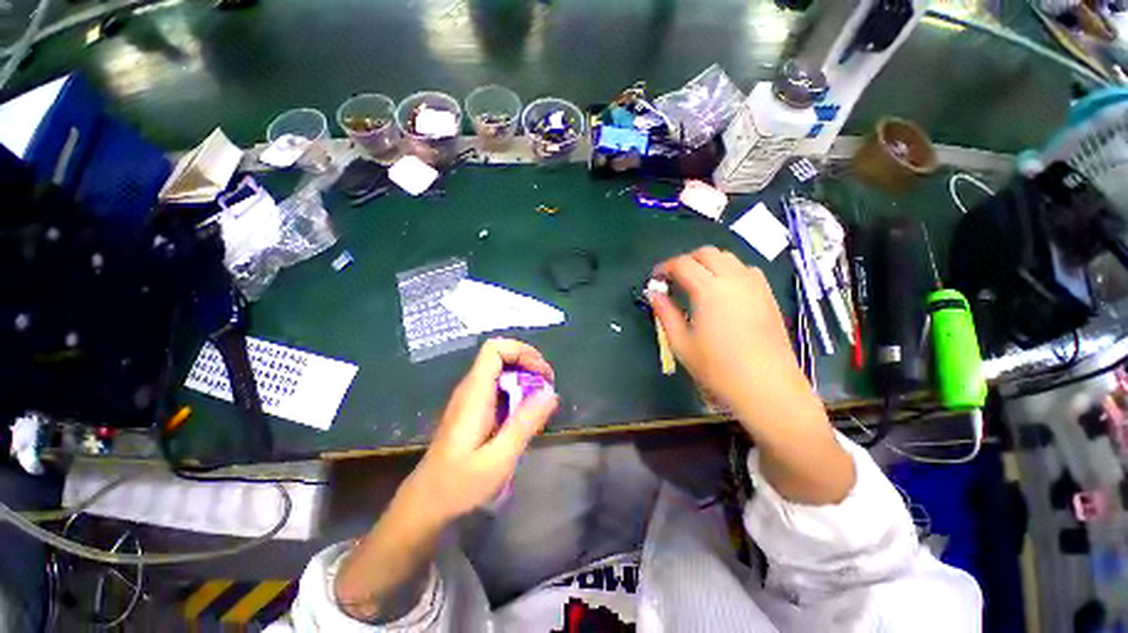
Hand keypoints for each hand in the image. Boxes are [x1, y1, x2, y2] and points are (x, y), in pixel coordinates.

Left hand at [401, 338, 558, 525]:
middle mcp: (470, 388)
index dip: (522, 352)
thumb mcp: (499, 458)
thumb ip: (525, 423)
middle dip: (528, 364)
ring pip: (500, 372)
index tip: (542, 374)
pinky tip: (525, 415)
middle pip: (500, 356)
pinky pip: (498, 388)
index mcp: (474, 393)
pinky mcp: (472, 410)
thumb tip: (550, 393)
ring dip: (524, 379)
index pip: (495, 348)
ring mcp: (470, 399)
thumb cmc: (459, 484)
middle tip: (547, 387)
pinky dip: (516, 393)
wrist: (425, 504)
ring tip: (541, 401)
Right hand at [651, 246, 804, 420]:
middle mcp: (733, 279)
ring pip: (728, 258)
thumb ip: (665, 314)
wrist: (767, 387)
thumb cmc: (717, 368)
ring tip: (697, 283)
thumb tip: (654, 294)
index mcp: (709, 290)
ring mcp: (755, 285)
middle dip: (686, 260)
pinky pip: (746, 269)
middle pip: (707, 253)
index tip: (655, 279)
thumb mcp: (681, 343)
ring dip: (708, 263)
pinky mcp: (768, 295)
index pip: (682, 264)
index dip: (664, 267)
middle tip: (674, 278)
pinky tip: (724, 290)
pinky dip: (729, 270)